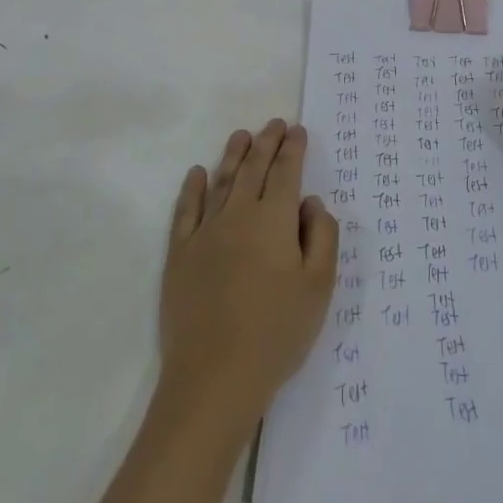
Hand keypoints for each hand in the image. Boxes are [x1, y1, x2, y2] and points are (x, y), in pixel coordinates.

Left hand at [158, 119, 337, 425]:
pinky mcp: (180, 254)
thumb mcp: (319, 288)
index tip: (297, 130)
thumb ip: (322, 237)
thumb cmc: (276, 333)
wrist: (214, 378)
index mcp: (275, 220)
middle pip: (254, 168)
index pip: (286, 172)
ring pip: (222, 181)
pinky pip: (186, 210)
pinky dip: (192, 188)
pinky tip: (197, 173)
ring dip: (233, 155)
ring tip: (242, 135)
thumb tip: (312, 203)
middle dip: (267, 142)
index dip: (293, 148)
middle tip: (274, 123)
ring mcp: (205, 232)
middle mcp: (239, 215)